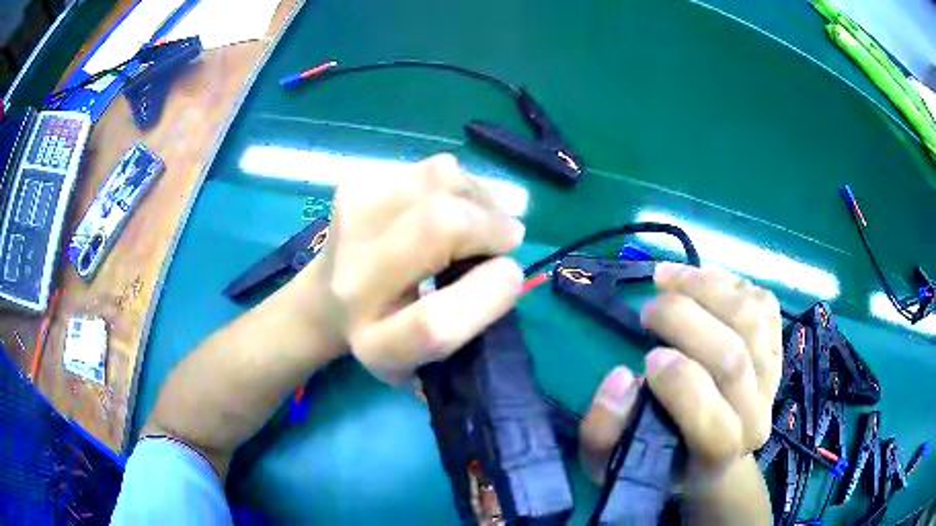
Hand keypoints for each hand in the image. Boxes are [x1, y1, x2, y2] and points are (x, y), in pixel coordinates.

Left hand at [299, 154, 525, 383]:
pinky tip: (452, 203)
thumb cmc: (393, 331)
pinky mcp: (354, 187)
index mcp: (376, 344)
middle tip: (505, 238)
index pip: (436, 323)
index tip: (510, 274)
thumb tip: (504, 259)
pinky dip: (459, 184)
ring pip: (440, 182)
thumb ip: (471, 320)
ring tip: (480, 219)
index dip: (490, 294)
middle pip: (440, 227)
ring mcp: (349, 226)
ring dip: (479, 198)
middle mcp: (354, 286)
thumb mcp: (432, 354)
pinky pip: (432, 169)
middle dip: (491, 226)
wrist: (328, 299)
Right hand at [579, 263, 781, 492]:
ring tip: (666, 279)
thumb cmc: (661, 456)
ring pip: (750, 318)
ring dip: (704, 287)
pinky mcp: (776, 344)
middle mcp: (755, 417)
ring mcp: (771, 375)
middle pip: (733, 358)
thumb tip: (622, 378)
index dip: (681, 387)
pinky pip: (761, 301)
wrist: (714, 448)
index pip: (715, 425)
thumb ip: (602, 434)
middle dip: (684, 323)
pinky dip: (728, 283)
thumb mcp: (612, 465)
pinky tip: (697, 281)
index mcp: (718, 455)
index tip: (645, 359)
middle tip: (648, 312)